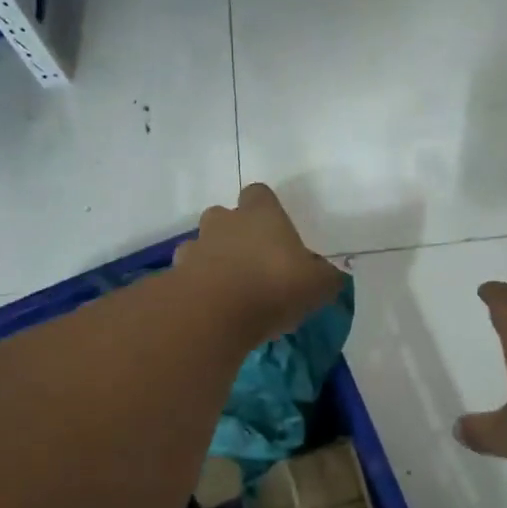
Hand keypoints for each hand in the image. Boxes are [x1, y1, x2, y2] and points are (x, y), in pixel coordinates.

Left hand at [175, 184, 343, 344]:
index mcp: (261, 214)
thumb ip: (325, 277)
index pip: (259, 194)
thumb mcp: (317, 286)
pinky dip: (197, 286)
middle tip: (251, 262)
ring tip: (229, 289)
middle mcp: (225, 222)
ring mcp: (196, 246)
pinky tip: (212, 308)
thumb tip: (330, 276)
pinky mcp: (176, 275)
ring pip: (202, 244)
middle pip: (225, 216)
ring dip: (212, 260)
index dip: (266, 210)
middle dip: (234, 234)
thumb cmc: (273, 287)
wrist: (215, 313)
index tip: (275, 231)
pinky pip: (187, 275)